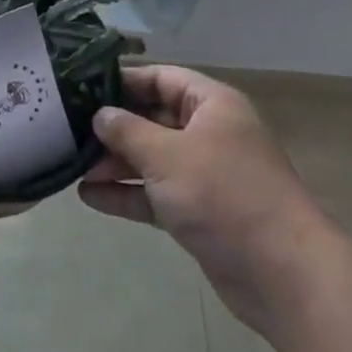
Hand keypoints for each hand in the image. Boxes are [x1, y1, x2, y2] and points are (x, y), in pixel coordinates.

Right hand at [80, 64, 321, 337]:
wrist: (282, 273)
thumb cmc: (223, 194)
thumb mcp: (167, 154)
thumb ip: (127, 130)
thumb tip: (100, 115)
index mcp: (212, 105)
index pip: (161, 78)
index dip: (123, 80)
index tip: (82, 86)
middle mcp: (210, 133)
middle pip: (154, 119)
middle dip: (114, 127)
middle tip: (69, 130)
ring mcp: (206, 175)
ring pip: (153, 159)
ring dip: (116, 163)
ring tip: (72, 165)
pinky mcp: (201, 213)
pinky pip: (157, 194)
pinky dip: (128, 194)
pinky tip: (89, 196)